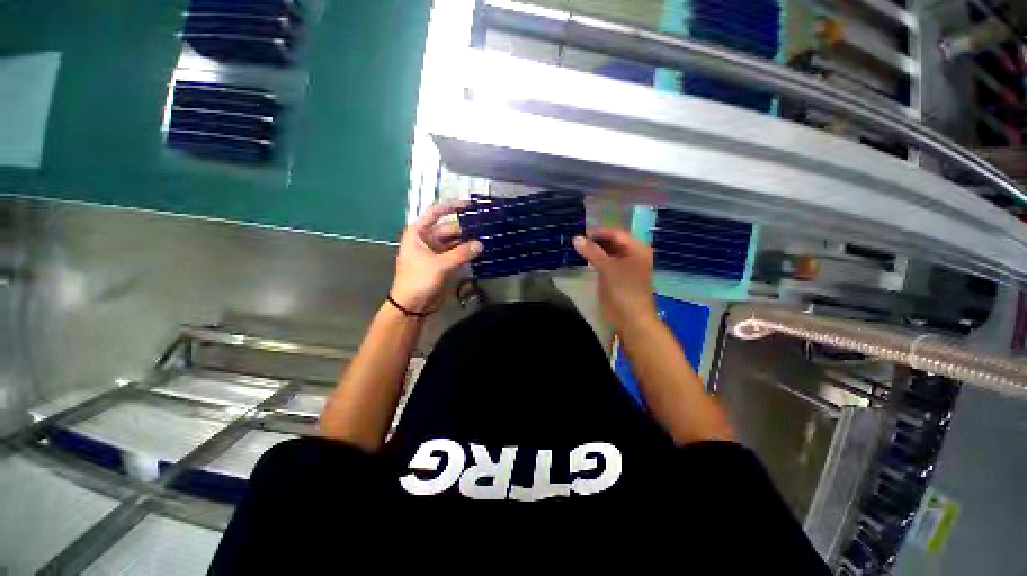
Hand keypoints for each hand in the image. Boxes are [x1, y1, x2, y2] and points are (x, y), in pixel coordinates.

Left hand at [391, 202, 482, 312]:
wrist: (411, 305)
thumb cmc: (418, 280)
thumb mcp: (439, 265)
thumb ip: (461, 253)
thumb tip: (480, 244)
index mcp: (419, 232)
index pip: (436, 212)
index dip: (452, 206)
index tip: (469, 205)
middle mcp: (427, 238)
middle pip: (450, 228)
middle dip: (466, 228)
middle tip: (485, 228)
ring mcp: (436, 251)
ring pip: (455, 242)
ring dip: (468, 241)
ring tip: (487, 238)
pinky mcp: (443, 263)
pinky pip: (457, 253)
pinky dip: (467, 252)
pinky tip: (480, 251)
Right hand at [573, 227, 657, 332]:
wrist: (630, 319)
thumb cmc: (623, 290)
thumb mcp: (607, 268)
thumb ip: (592, 252)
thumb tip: (576, 238)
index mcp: (636, 248)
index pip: (615, 233)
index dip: (598, 232)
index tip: (579, 233)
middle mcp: (632, 254)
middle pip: (612, 242)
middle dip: (595, 240)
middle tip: (576, 240)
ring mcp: (625, 266)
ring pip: (607, 252)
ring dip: (594, 250)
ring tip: (577, 248)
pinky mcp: (617, 277)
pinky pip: (605, 263)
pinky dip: (595, 260)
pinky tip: (584, 259)